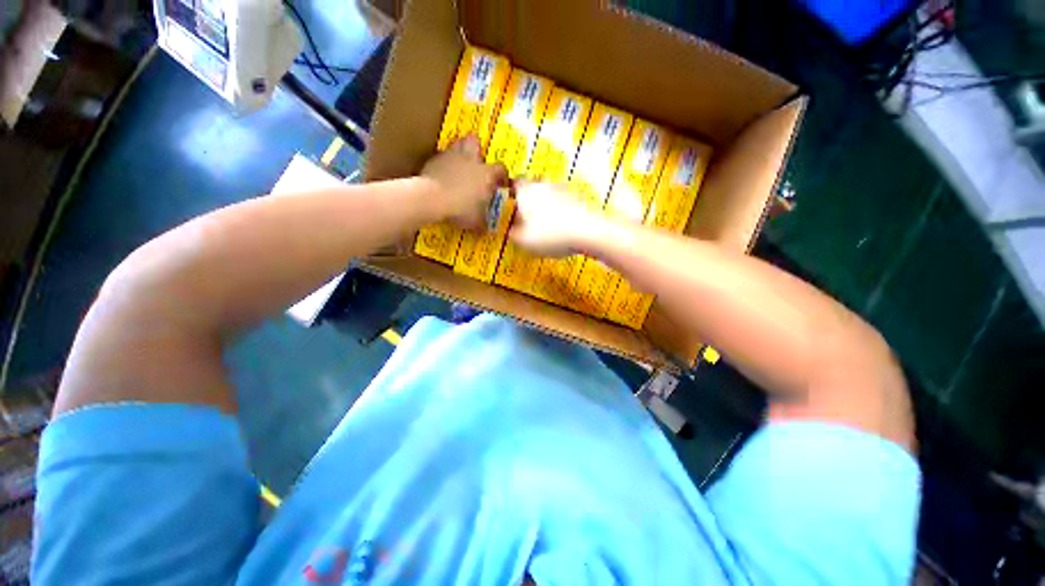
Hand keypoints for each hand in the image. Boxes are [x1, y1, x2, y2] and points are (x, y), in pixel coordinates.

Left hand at [421, 136, 506, 229]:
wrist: (432, 198)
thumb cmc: (460, 209)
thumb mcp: (476, 222)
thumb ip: (483, 224)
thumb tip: (488, 231)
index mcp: (486, 174)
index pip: (501, 169)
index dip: (502, 176)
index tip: (501, 184)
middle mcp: (471, 160)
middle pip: (476, 142)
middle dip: (477, 150)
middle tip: (476, 163)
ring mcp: (451, 157)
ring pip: (457, 143)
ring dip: (460, 152)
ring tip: (459, 164)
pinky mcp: (434, 159)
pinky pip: (441, 157)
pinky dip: (443, 163)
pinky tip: (442, 174)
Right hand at [509, 181, 604, 256]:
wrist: (588, 232)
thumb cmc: (552, 235)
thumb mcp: (524, 241)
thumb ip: (512, 234)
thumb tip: (508, 230)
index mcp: (526, 191)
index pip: (512, 183)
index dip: (508, 192)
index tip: (508, 202)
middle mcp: (543, 185)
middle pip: (531, 186)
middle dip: (526, 198)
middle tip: (524, 214)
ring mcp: (562, 189)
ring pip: (547, 192)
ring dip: (543, 204)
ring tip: (543, 223)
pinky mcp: (577, 197)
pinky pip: (562, 201)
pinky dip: (559, 210)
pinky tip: (559, 225)